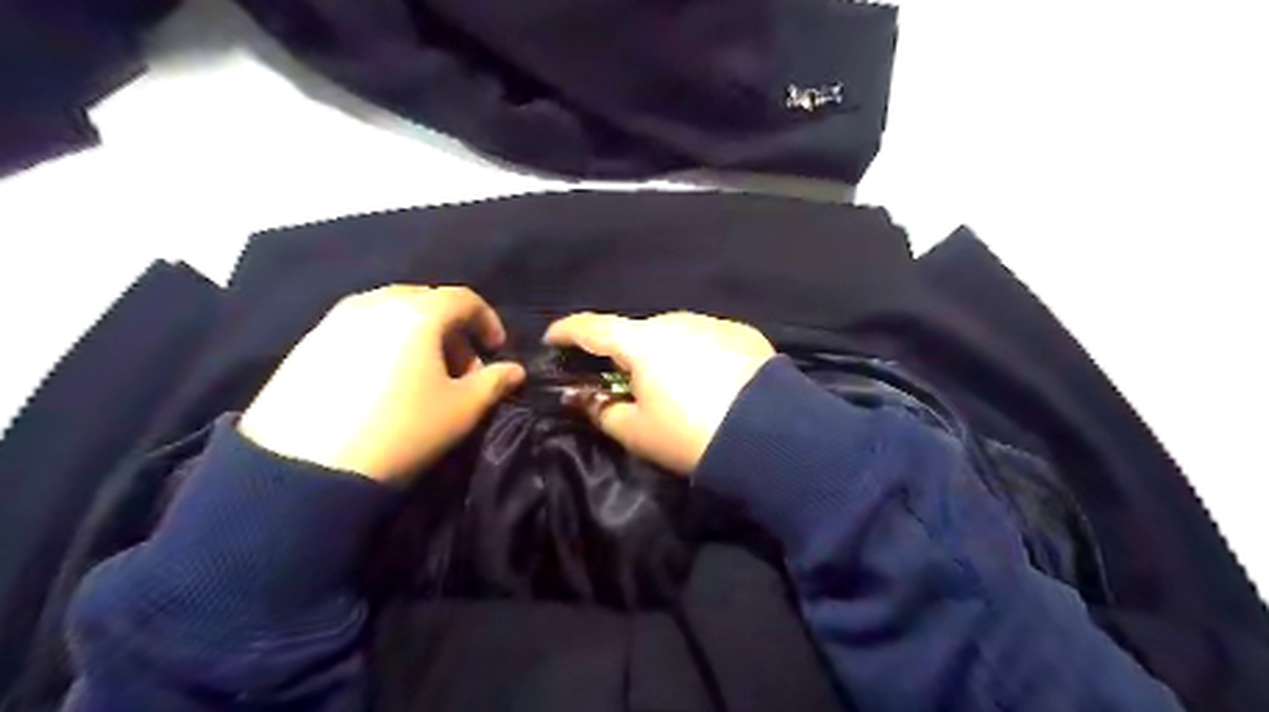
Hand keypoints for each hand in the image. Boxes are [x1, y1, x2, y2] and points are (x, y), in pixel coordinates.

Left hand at [238, 286, 522, 481]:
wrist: (305, 467)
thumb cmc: (401, 430)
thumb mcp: (461, 410)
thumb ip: (495, 382)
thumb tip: (514, 370)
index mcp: (417, 313)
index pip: (464, 299)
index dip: (487, 320)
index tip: (495, 348)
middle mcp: (375, 303)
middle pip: (425, 301)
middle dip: (451, 329)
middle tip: (459, 366)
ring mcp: (335, 320)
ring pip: (389, 312)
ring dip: (416, 334)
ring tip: (420, 374)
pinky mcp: (307, 342)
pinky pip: (358, 328)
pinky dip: (382, 342)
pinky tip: (380, 380)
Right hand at [544, 312, 773, 474]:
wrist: (771, 435)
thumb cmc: (691, 435)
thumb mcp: (637, 432)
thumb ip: (601, 412)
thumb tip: (583, 400)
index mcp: (641, 341)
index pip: (591, 326)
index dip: (566, 331)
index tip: (552, 338)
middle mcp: (675, 321)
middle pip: (636, 332)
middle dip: (623, 352)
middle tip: (621, 381)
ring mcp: (712, 323)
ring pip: (673, 335)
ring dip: (663, 354)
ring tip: (672, 387)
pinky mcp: (742, 334)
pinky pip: (705, 340)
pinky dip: (696, 355)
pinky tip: (708, 382)